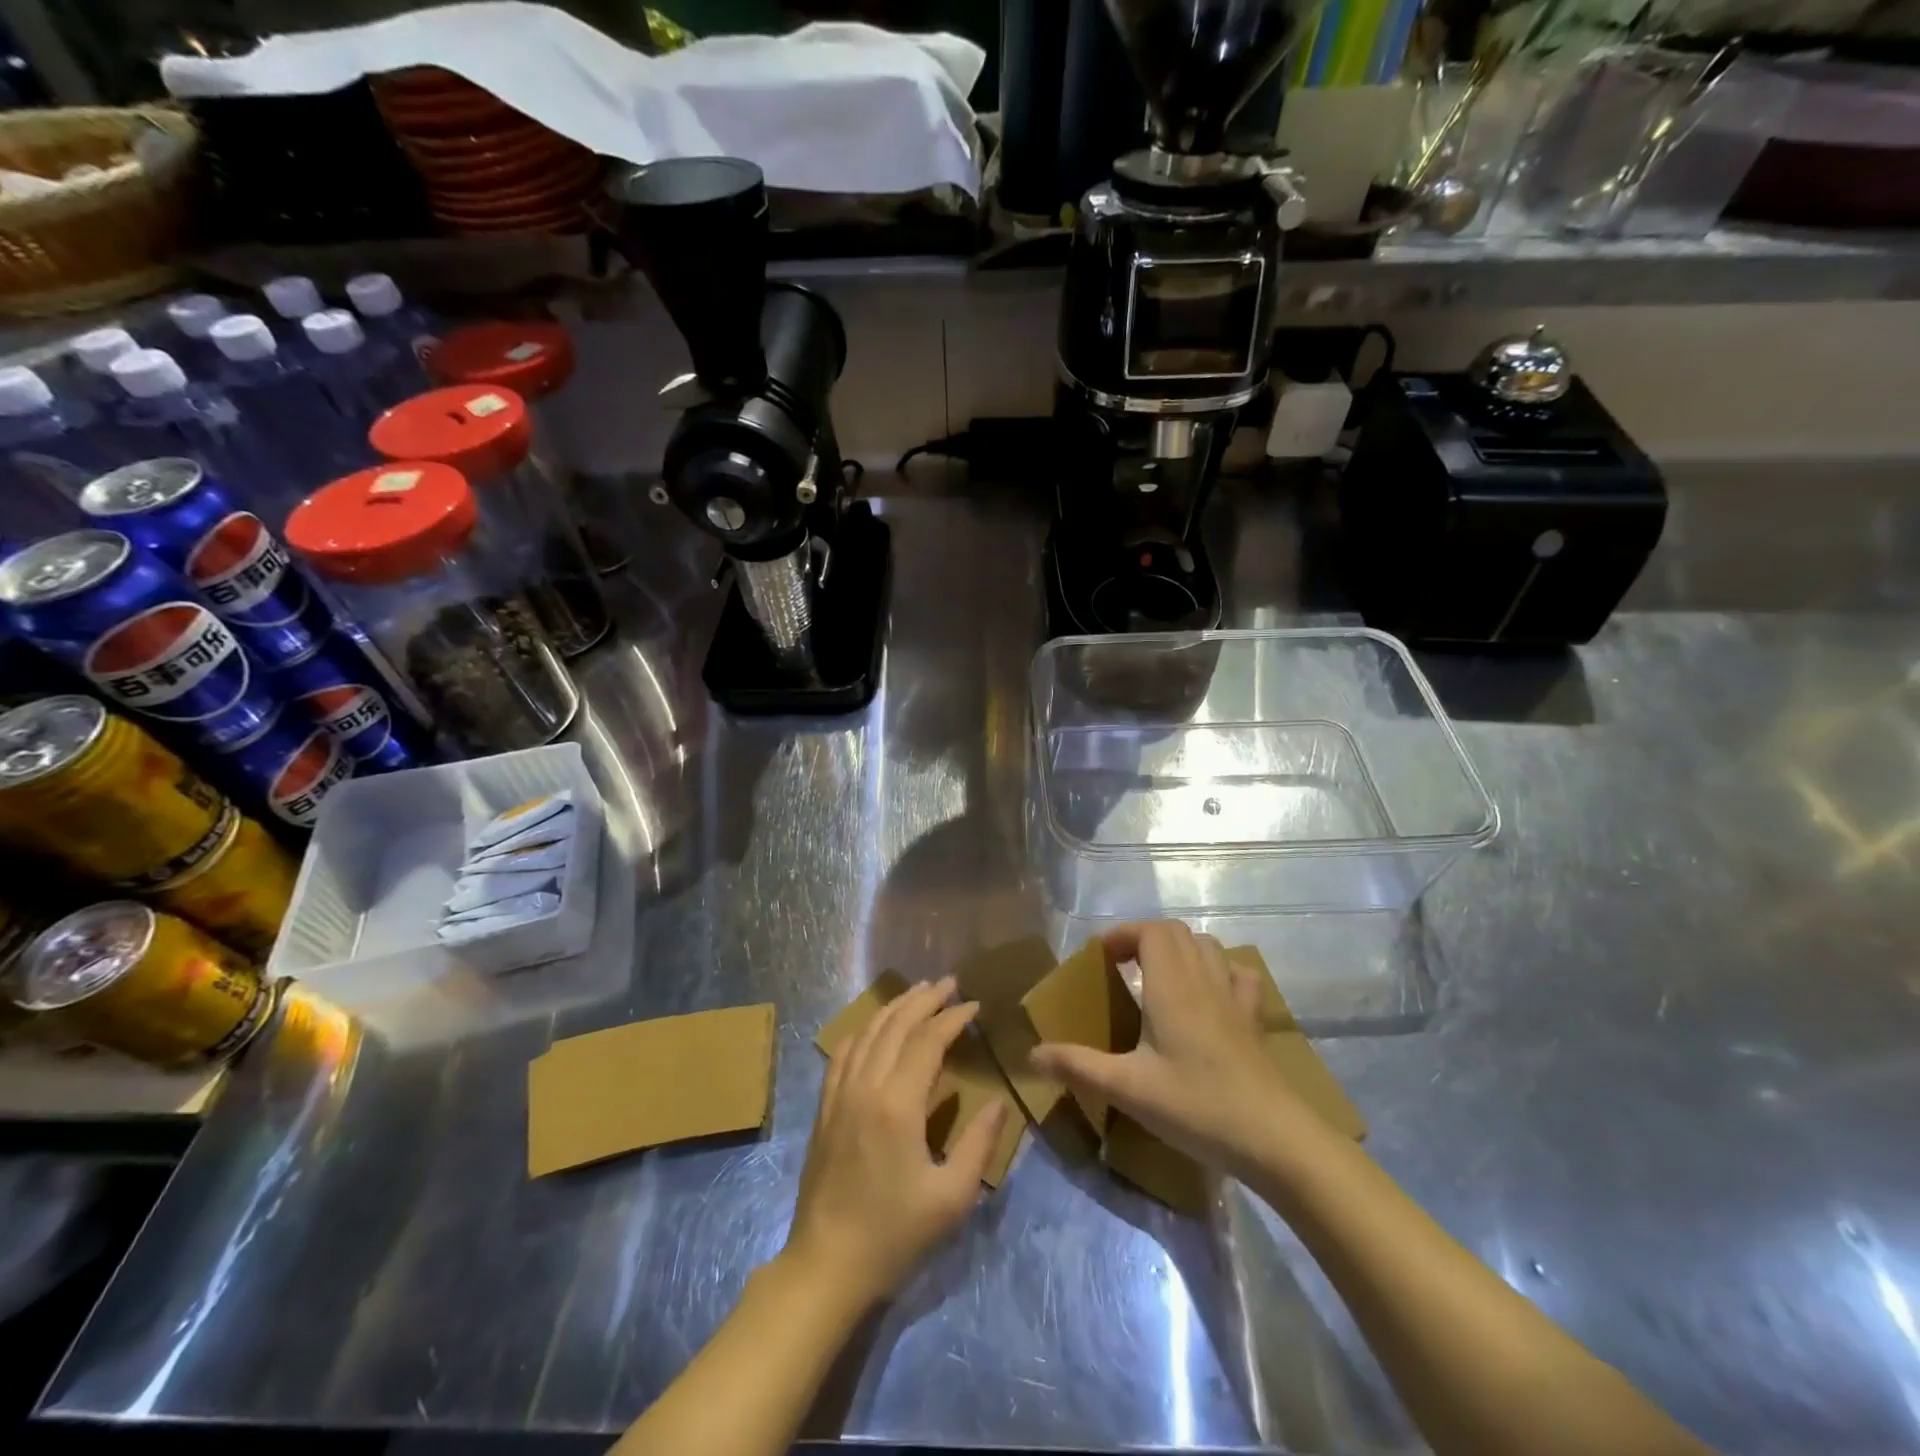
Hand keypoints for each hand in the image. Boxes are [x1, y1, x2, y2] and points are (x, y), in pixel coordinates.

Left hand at [784, 976, 1008, 1307]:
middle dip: (925, 999)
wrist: (827, 1265)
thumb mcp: (951, 1197)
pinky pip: (844, 1052)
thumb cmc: (894, 1235)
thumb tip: (998, 1102)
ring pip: (868, 1032)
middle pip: (896, 1025)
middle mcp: (865, 1087)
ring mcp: (840, 1094)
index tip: (975, 1006)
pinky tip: (875, 1027)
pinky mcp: (825, 1107)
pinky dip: (865, 1029)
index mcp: (898, 1104)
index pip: (928, 1040)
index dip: (953, 1018)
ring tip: (918, 992)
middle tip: (949, 983)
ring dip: (895, 1007)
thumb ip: (978, 1143)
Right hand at [1031, 922, 1318, 1178]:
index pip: (1152, 930)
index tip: (1102, 958)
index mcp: (1171, 986)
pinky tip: (1209, 996)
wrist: (1273, 1138)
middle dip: (1146, 938)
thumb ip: (1078, 1066)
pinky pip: (1239, 975)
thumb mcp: (1128, 1089)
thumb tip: (1033, 1054)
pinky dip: (1219, 971)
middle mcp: (1203, 980)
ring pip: (1208, 947)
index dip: (1125, 933)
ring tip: (1158, 978)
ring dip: (1180, 950)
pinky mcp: (1254, 1021)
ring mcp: (1234, 998)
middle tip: (1122, 967)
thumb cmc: (1196, 1106)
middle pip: (1177, 932)